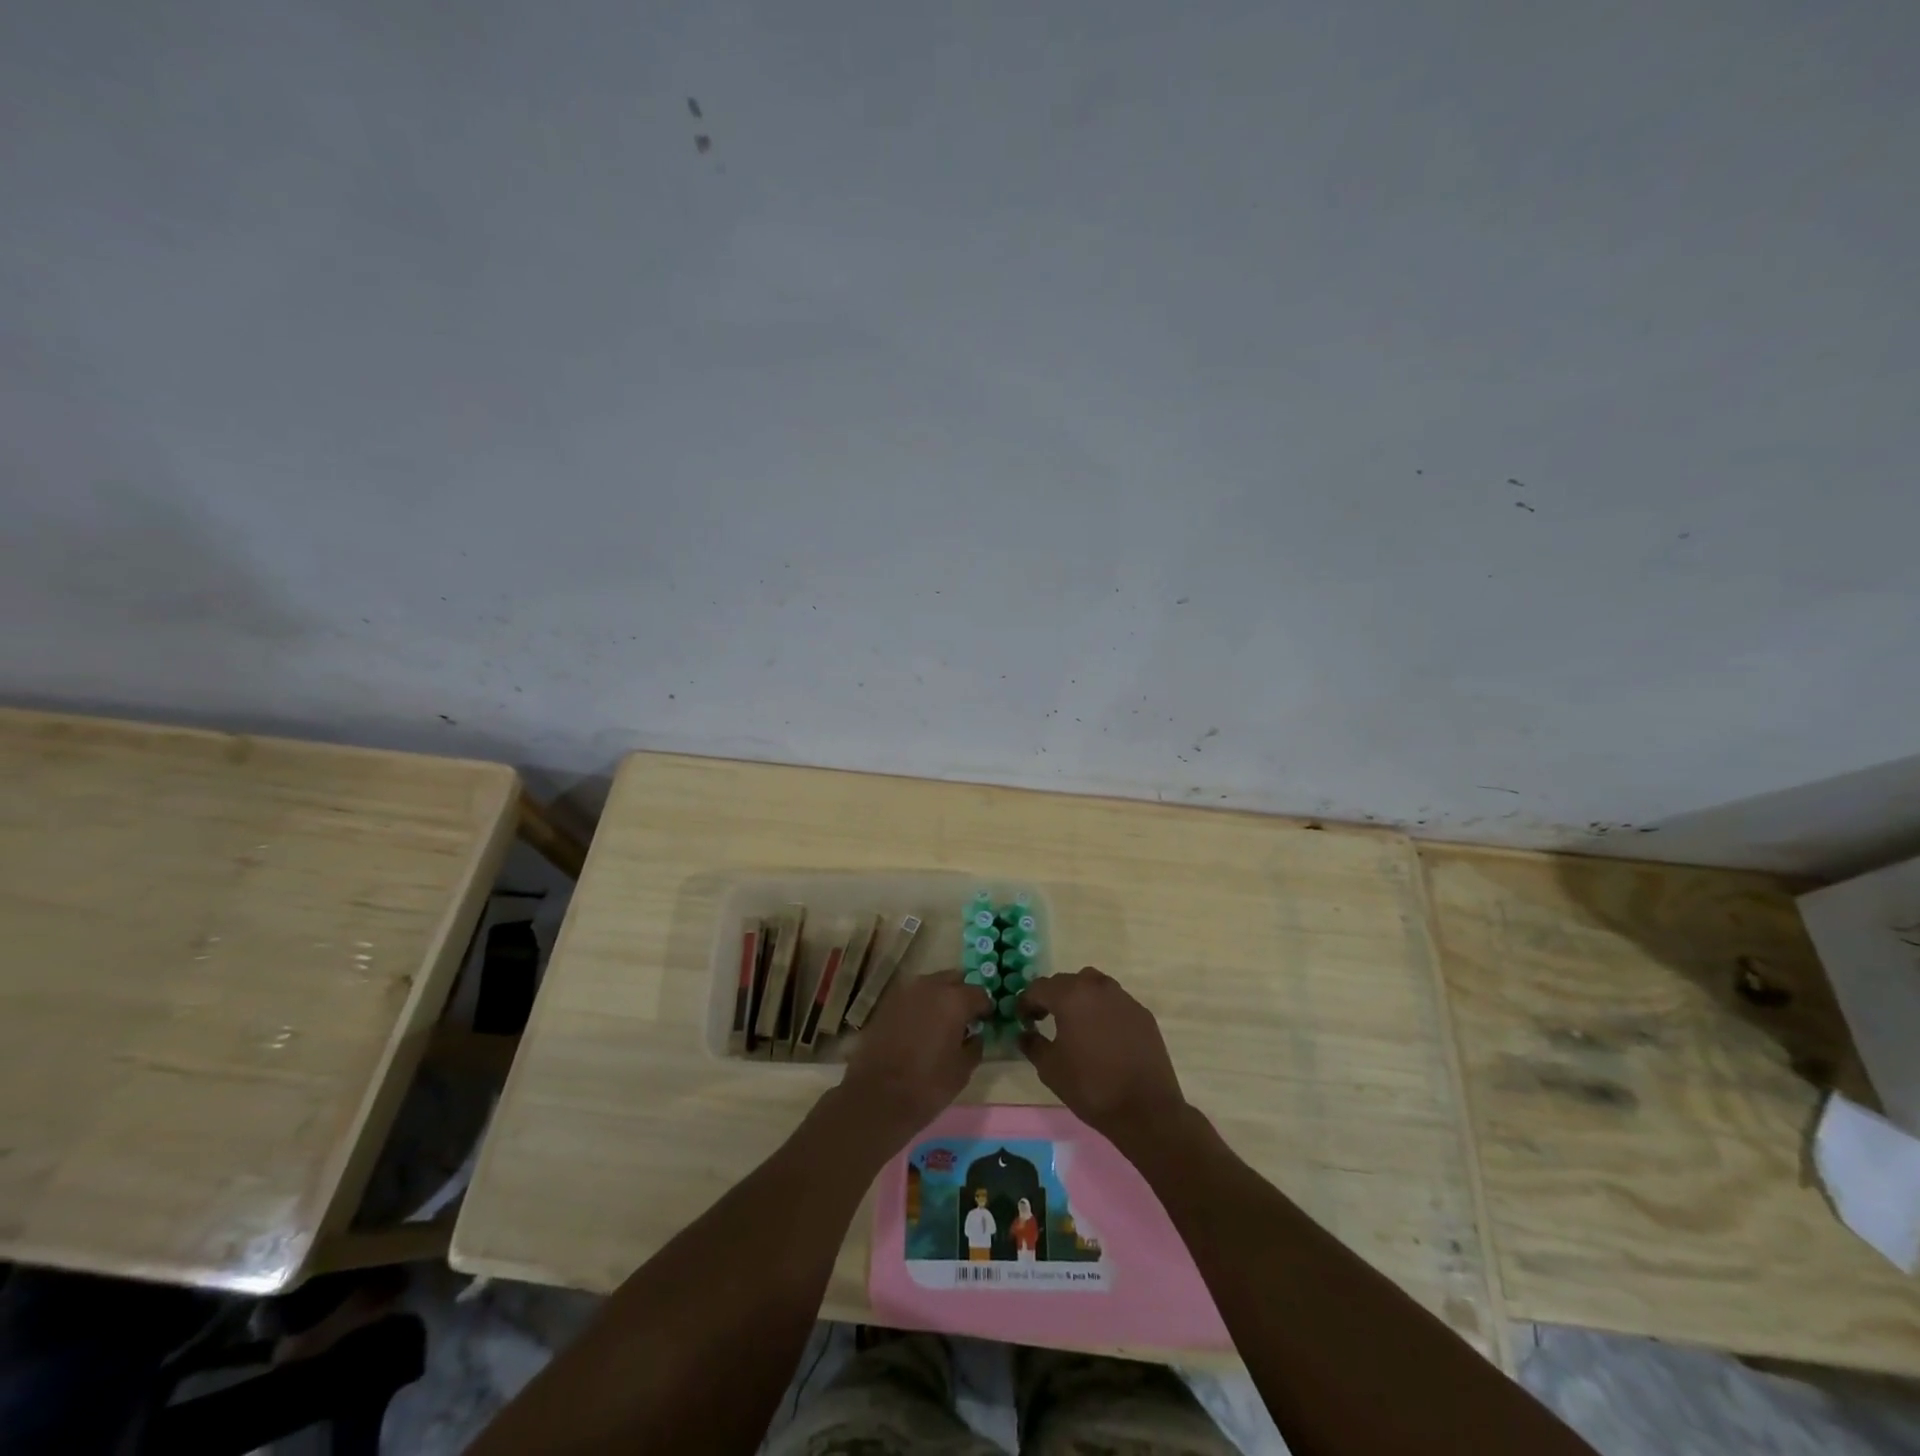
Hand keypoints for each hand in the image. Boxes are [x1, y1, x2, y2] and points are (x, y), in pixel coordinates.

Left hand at [841, 969, 991, 1135]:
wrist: (876, 1097)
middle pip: (954, 980)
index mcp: (954, 999)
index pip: (980, 993)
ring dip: (940, 997)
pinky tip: (921, 1028)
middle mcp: (930, 986)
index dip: (986, 1008)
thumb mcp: (963, 1070)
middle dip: (962, 995)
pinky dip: (921, 1006)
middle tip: (965, 1018)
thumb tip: (975, 1034)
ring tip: (942, 1023)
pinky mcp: (886, 1003)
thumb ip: (975, 1045)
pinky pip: (912, 997)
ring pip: (931, 985)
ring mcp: (905, 992)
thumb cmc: (927, 1085)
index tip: (986, 1021)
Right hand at [1018, 967, 1189, 1145]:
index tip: (1023, 1020)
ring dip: (1079, 997)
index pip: (1039, 988)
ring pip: (1093, 985)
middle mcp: (1097, 987)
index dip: (1026, 1003)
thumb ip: (1032, 1044)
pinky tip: (1102, 1035)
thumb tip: (1024, 1033)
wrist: (1146, 1109)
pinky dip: (1102, 1010)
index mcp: (1071, 996)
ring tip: (1075, 1023)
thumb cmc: (1091, 1086)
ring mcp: (1123, 998)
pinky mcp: (1142, 1013)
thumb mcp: (1050, 1069)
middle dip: (1052, 997)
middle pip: (1066, 982)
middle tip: (1044, 1019)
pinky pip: (1114, 1002)